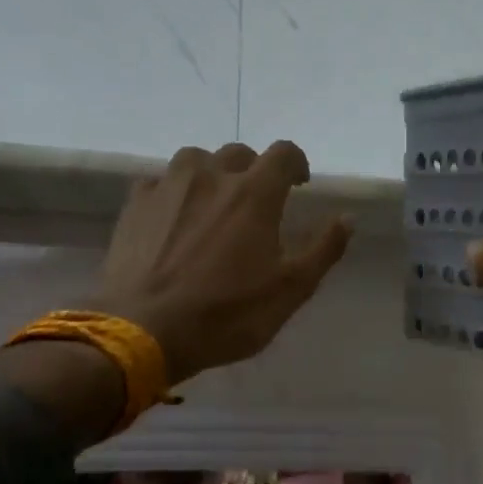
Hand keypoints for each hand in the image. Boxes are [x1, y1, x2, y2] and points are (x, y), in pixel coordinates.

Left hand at [96, 143, 353, 381]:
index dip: (296, 163)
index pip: (283, 153)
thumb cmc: (228, 314)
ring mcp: (168, 186)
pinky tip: (174, 219)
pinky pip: (160, 183)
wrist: (145, 330)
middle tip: (257, 204)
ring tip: (213, 205)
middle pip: (239, 154)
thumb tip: (348, 219)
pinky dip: (175, 193)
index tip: (299, 184)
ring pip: (196, 160)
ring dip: (212, 175)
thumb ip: (323, 250)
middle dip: (254, 171)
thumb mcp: (290, 290)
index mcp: (255, 193)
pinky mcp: (135, 204)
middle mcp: (211, 176)